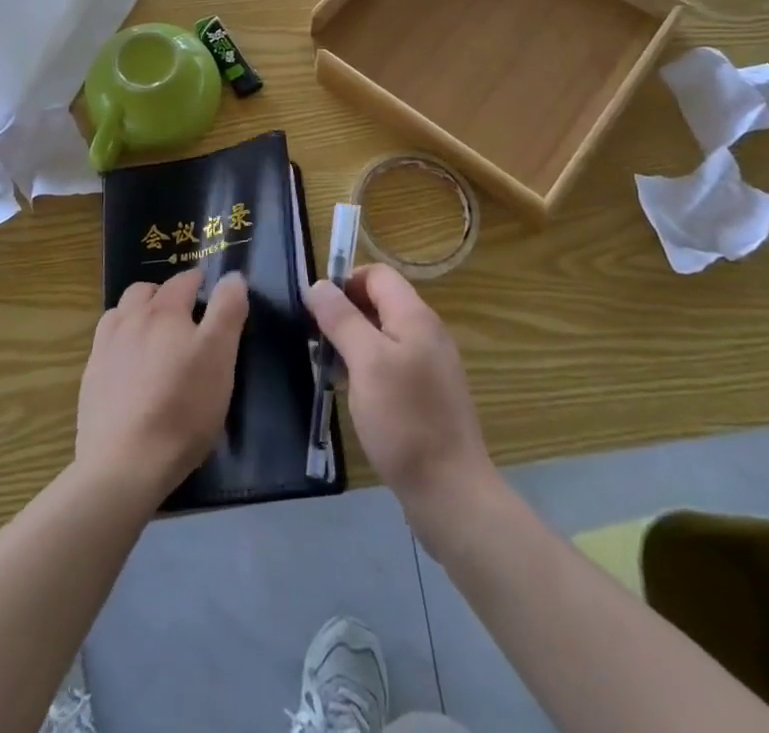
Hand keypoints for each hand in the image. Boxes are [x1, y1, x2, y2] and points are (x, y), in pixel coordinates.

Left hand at [76, 268, 248, 506]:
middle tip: (182, 314)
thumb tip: (233, 276)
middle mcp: (129, 320)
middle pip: (143, 291)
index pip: (183, 281)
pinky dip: (119, 343)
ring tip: (152, 336)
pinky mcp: (90, 379)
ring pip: (120, 314)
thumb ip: (227, 311)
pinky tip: (128, 367)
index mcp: (164, 311)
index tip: (208, 289)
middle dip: (163, 294)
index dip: (198, 281)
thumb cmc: (183, 407)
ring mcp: (104, 349)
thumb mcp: (220, 357)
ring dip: (136, 314)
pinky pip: (105, 345)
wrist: (125, 464)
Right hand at [307, 265, 496, 523]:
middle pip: (379, 303)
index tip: (318, 311)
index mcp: (415, 317)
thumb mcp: (365, 362)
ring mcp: (429, 365)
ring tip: (327, 369)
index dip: (345, 283)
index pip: (377, 274)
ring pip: (382, 335)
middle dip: (344, 315)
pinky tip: (351, 393)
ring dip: (352, 344)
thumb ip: (341, 318)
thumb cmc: (404, 420)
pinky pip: (390, 364)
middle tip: (317, 342)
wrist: (451, 492)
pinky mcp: (426, 394)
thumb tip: (318, 284)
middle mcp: (426, 333)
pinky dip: (367, 368)